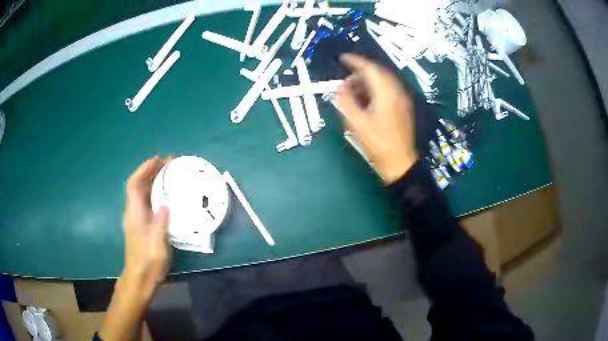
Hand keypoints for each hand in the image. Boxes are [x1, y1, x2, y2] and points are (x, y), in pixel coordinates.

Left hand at [122, 156, 173, 297]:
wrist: (141, 278)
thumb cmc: (147, 261)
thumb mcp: (156, 244)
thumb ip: (160, 223)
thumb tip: (165, 205)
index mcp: (134, 213)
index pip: (134, 184)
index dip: (143, 170)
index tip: (157, 160)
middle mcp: (134, 212)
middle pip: (140, 185)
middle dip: (152, 171)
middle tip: (170, 163)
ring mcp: (139, 218)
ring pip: (145, 193)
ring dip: (156, 181)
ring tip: (172, 174)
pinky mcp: (145, 225)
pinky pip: (150, 202)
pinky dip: (158, 194)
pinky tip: (169, 196)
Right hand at [336, 54, 418, 183]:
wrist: (400, 163)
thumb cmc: (378, 145)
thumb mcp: (356, 123)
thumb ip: (346, 101)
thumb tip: (340, 86)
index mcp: (386, 93)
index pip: (370, 68)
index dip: (355, 61)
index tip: (342, 58)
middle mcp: (397, 92)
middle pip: (377, 72)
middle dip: (359, 73)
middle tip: (345, 83)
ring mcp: (402, 99)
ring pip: (383, 81)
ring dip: (367, 82)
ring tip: (352, 93)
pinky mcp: (403, 107)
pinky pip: (387, 90)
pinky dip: (374, 89)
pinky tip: (365, 101)